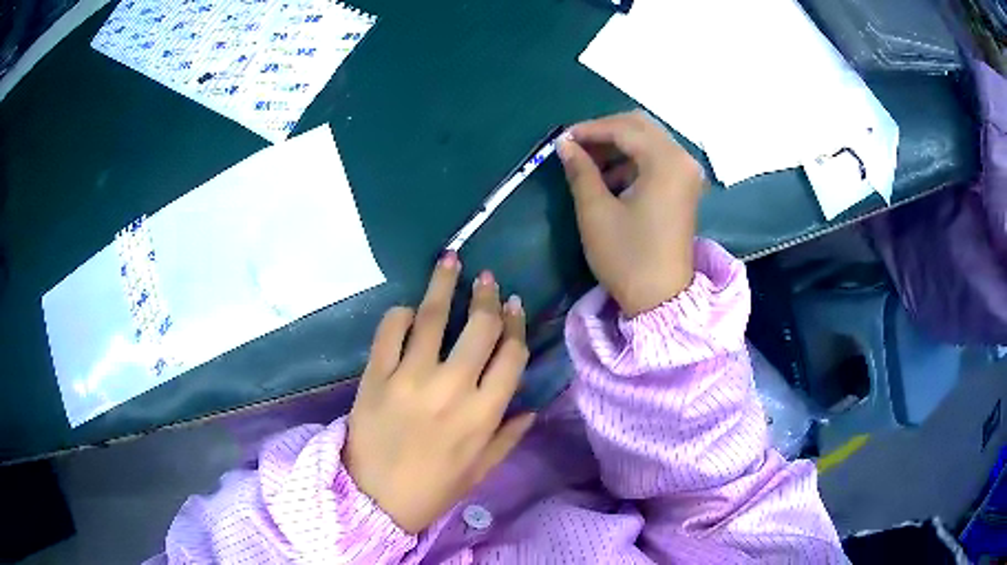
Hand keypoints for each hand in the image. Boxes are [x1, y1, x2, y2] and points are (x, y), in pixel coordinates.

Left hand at [343, 254, 533, 534]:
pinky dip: (401, 314)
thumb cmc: (432, 489)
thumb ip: (508, 436)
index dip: (516, 325)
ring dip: (445, 284)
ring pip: (434, 317)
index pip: (511, 355)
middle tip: (488, 279)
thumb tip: (531, 407)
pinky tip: (410, 310)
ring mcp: (410, 378)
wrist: (373, 500)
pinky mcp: (376, 376)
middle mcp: (452, 389)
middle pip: (480, 328)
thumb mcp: (480, 470)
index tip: (515, 306)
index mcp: (483, 415)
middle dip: (488, 297)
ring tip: (451, 260)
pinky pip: (390, 330)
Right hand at [558, 110, 705, 316]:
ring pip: (648, 142)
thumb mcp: (596, 212)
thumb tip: (564, 144)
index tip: (562, 140)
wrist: (660, 299)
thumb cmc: (627, 256)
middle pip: (640, 127)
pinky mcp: (684, 188)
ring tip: (588, 165)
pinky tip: (610, 179)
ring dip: (618, 147)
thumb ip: (580, 170)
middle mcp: (682, 160)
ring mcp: (686, 174)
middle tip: (576, 148)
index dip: (590, 130)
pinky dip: (632, 161)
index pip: (624, 129)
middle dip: (605, 133)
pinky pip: (656, 160)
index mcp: (665, 162)